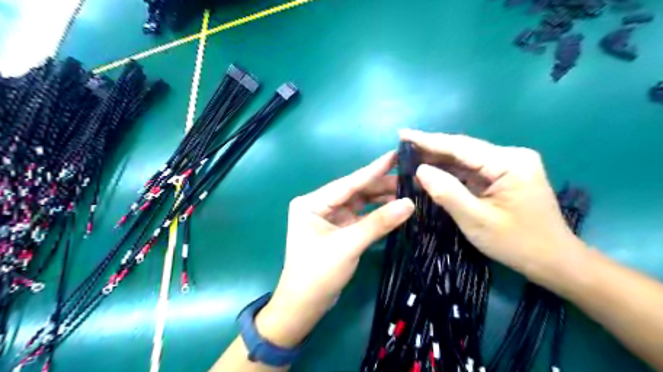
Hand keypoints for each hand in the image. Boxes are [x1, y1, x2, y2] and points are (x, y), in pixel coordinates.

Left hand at [255, 151, 412, 348]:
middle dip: (381, 186)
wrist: (304, 306)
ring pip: (360, 204)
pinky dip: (377, 214)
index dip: (374, 169)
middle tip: (411, 178)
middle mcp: (320, 205)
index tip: (395, 154)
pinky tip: (395, 209)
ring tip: (408, 192)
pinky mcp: (338, 230)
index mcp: (312, 202)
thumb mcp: (348, 245)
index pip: (348, 183)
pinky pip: (361, 217)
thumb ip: (379, 223)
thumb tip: (410, 203)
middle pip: (355, 192)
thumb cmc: (318, 273)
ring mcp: (330, 218)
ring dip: (381, 199)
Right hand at [401, 130, 586, 285]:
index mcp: (509, 162)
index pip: (460, 146)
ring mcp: (509, 166)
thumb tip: (420, 170)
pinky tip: (432, 173)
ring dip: (439, 161)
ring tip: (411, 159)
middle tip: (402, 148)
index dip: (428, 140)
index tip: (402, 134)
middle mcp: (511, 157)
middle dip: (431, 149)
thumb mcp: (476, 220)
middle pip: (463, 149)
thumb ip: (446, 192)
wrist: (554, 261)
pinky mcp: (505, 176)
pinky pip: (472, 170)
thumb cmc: (517, 243)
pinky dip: (451, 173)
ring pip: (466, 160)